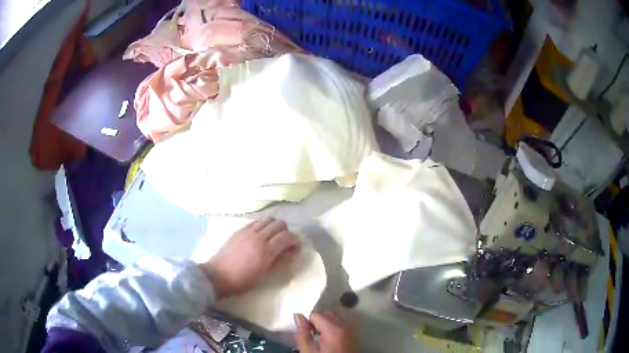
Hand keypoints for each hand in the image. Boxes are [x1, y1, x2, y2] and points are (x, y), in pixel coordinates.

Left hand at [201, 218, 300, 298]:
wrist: (217, 275)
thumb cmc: (242, 281)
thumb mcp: (263, 275)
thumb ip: (278, 261)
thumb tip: (290, 252)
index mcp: (265, 251)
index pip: (287, 237)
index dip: (295, 240)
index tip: (297, 246)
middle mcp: (258, 237)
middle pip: (279, 224)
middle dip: (286, 231)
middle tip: (285, 242)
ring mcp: (248, 231)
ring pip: (268, 219)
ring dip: (275, 226)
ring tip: (274, 236)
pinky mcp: (239, 230)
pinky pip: (256, 221)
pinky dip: (263, 225)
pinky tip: (261, 234)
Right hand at [294, 312, 356, 352]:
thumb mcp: (308, 351)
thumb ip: (302, 333)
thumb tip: (298, 316)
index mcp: (334, 330)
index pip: (316, 314)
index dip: (308, 323)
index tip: (307, 333)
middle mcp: (346, 326)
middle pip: (328, 313)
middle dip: (317, 321)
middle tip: (312, 334)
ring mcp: (352, 330)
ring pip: (336, 316)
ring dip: (326, 321)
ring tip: (321, 336)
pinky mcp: (355, 334)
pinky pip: (343, 322)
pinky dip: (335, 325)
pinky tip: (330, 337)